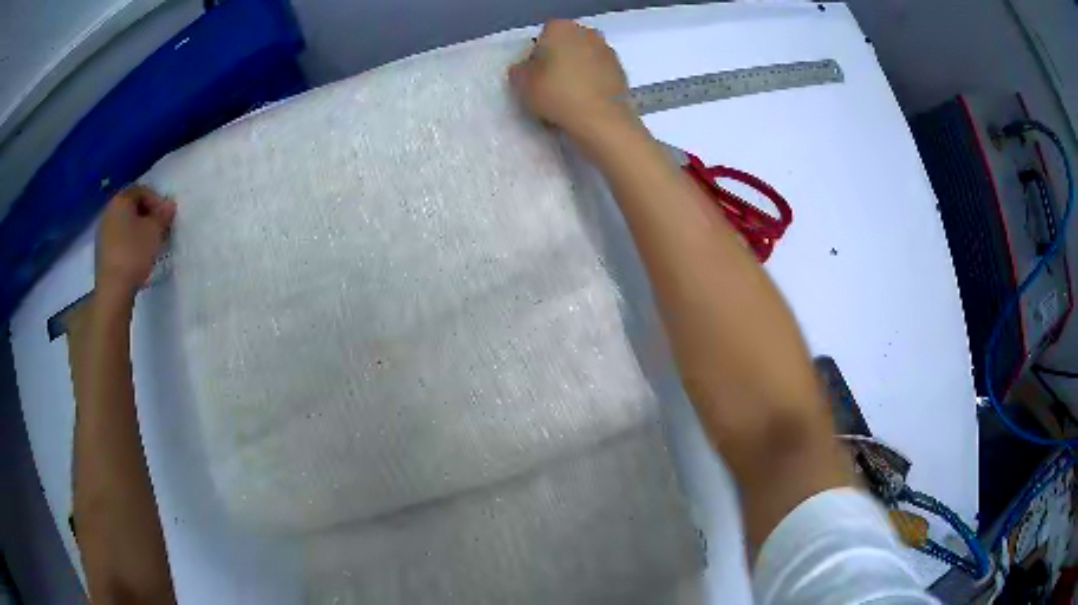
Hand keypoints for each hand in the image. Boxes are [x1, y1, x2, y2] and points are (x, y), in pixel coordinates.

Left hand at [95, 185, 175, 304]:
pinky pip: (118, 237)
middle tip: (159, 227)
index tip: (167, 215)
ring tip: (149, 242)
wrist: (113, 290)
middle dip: (146, 213)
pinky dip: (129, 240)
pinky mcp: (102, 251)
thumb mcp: (154, 231)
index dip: (157, 200)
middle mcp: (109, 210)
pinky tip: (137, 254)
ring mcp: (103, 231)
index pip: (142, 190)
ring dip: (137, 228)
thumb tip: (169, 205)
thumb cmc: (134, 254)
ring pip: (124, 222)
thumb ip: (163, 215)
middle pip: (131, 205)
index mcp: (121, 200)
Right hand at [509, 20, 634, 139]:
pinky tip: (584, 103)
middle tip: (549, 86)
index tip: (533, 77)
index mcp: (561, 28)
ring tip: (567, 98)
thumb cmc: (557, 94)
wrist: (602, 120)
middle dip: (558, 61)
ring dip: (575, 73)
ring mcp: (608, 51)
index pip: (541, 37)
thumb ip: (519, 71)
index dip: (535, 57)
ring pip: (583, 60)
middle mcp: (587, 33)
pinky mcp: (621, 72)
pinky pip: (598, 75)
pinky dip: (591, 84)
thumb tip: (526, 68)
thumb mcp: (522, 84)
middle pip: (565, 46)